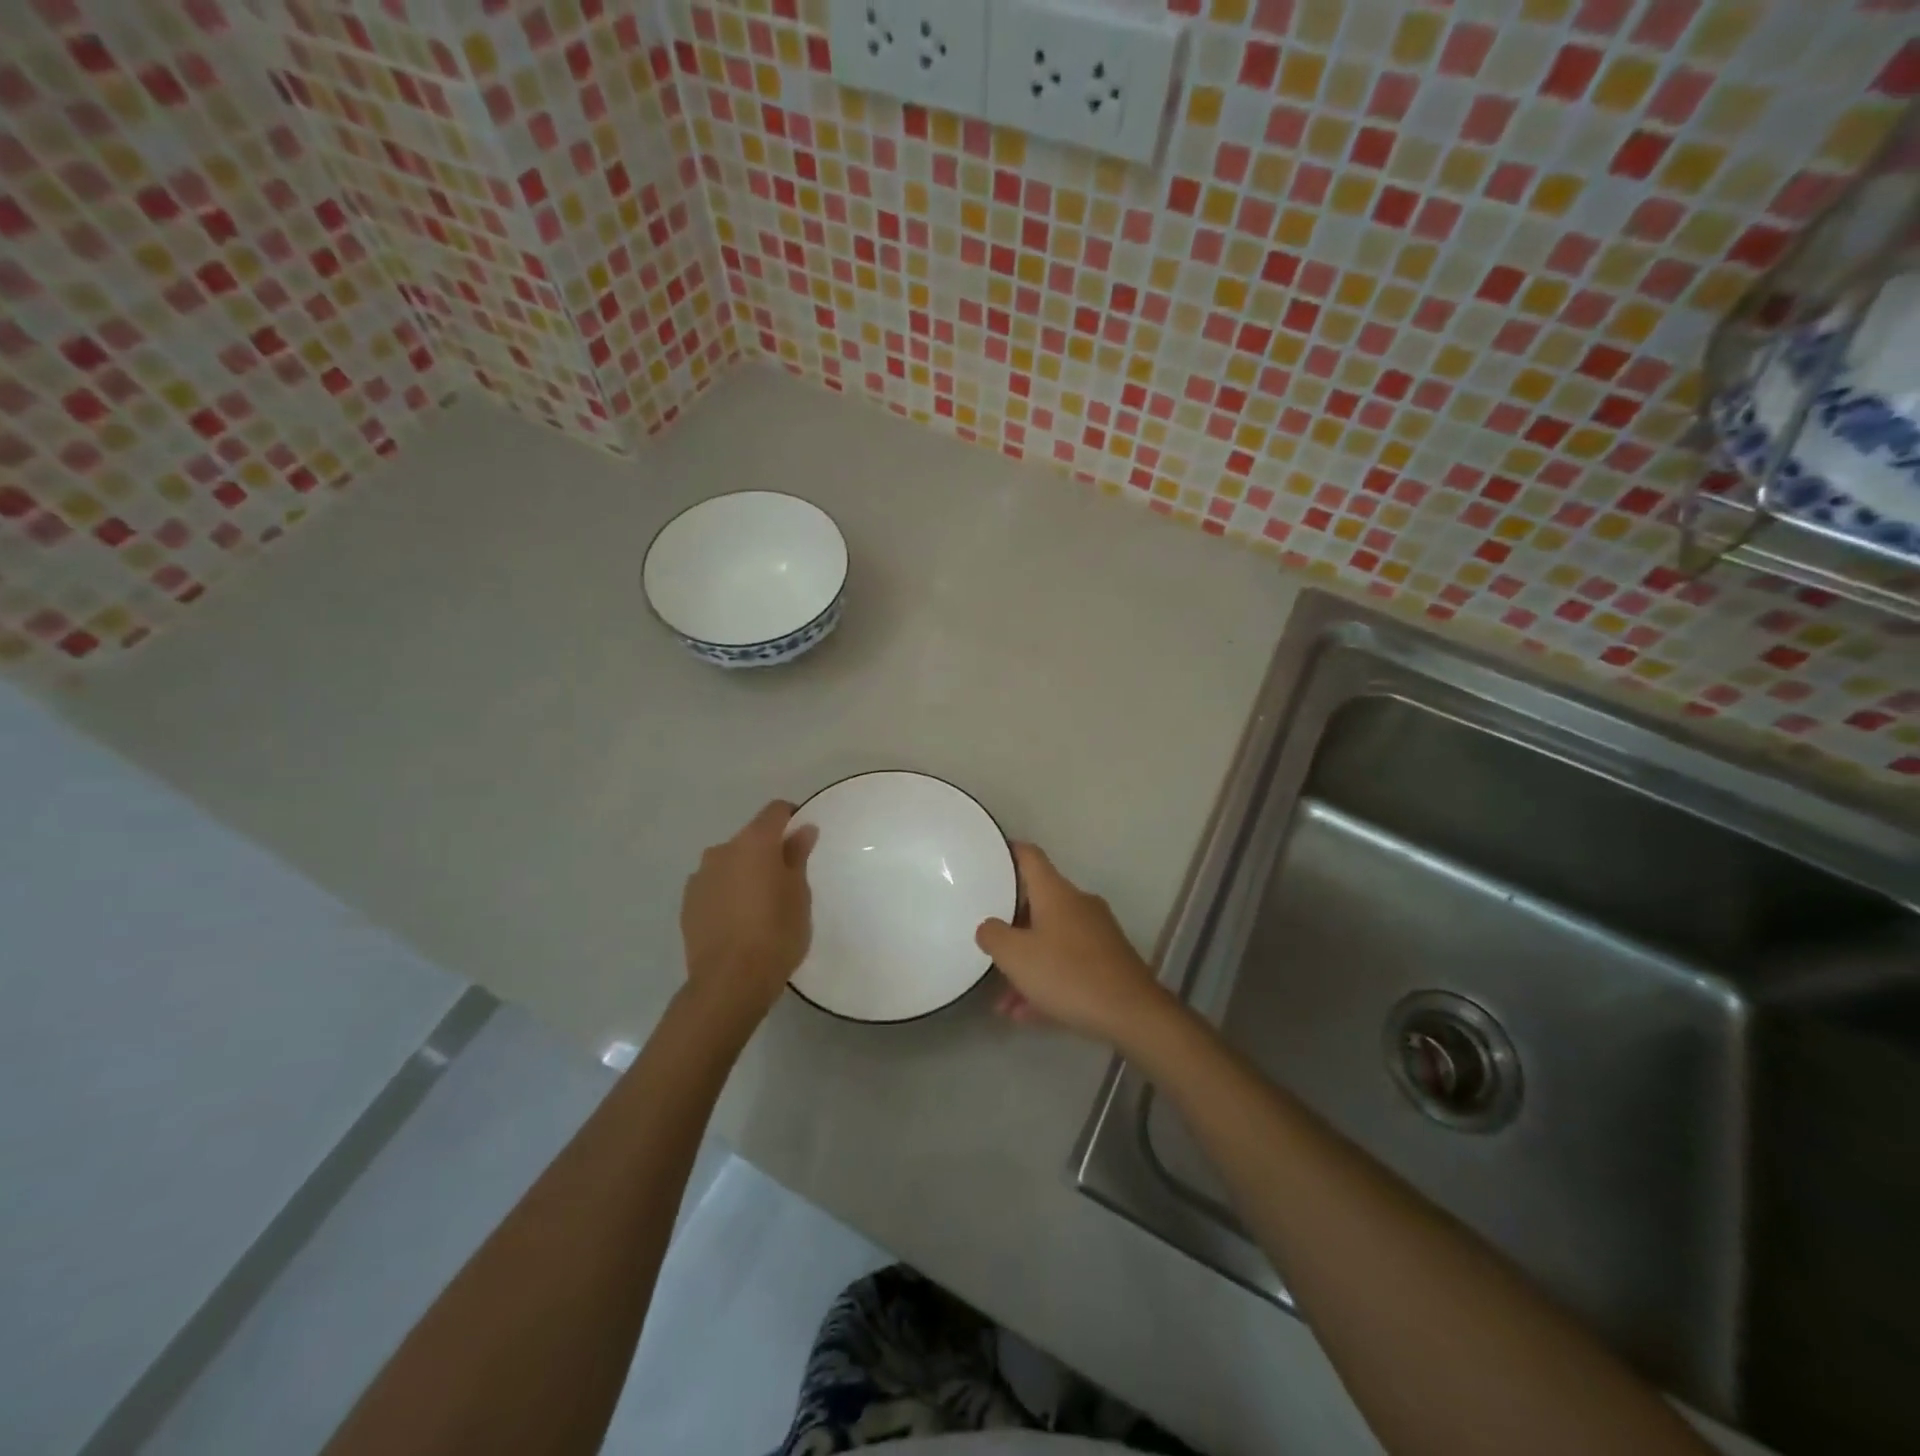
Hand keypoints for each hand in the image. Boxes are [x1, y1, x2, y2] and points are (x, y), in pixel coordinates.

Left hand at [680, 801, 817, 1031]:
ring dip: (745, 872)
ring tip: (759, 904)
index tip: (803, 839)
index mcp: (754, 843)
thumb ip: (797, 857)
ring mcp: (700, 876)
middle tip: (786, 881)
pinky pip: (714, 885)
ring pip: (730, 862)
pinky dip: (727, 892)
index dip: (791, 818)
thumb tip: (802, 830)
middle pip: (750, 838)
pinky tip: (738, 920)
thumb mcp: (799, 895)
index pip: (775, 811)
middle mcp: (722, 850)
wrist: (729, 982)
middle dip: (768, 851)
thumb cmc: (776, 934)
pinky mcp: (688, 903)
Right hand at [975, 844, 1171, 1047]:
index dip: (1008, 852)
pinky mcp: (1108, 961)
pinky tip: (1027, 1013)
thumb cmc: (1067, 974)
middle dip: (1010, 927)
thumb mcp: (1016, 956)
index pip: (1029, 856)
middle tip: (988, 944)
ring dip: (1026, 965)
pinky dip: (1046, 981)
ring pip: (1050, 941)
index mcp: (1056, 892)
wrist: (1132, 1013)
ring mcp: (1096, 932)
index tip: (989, 855)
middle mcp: (1078, 904)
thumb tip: (989, 927)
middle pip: (1037, 903)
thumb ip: (993, 935)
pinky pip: (1067, 964)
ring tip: (1003, 1002)